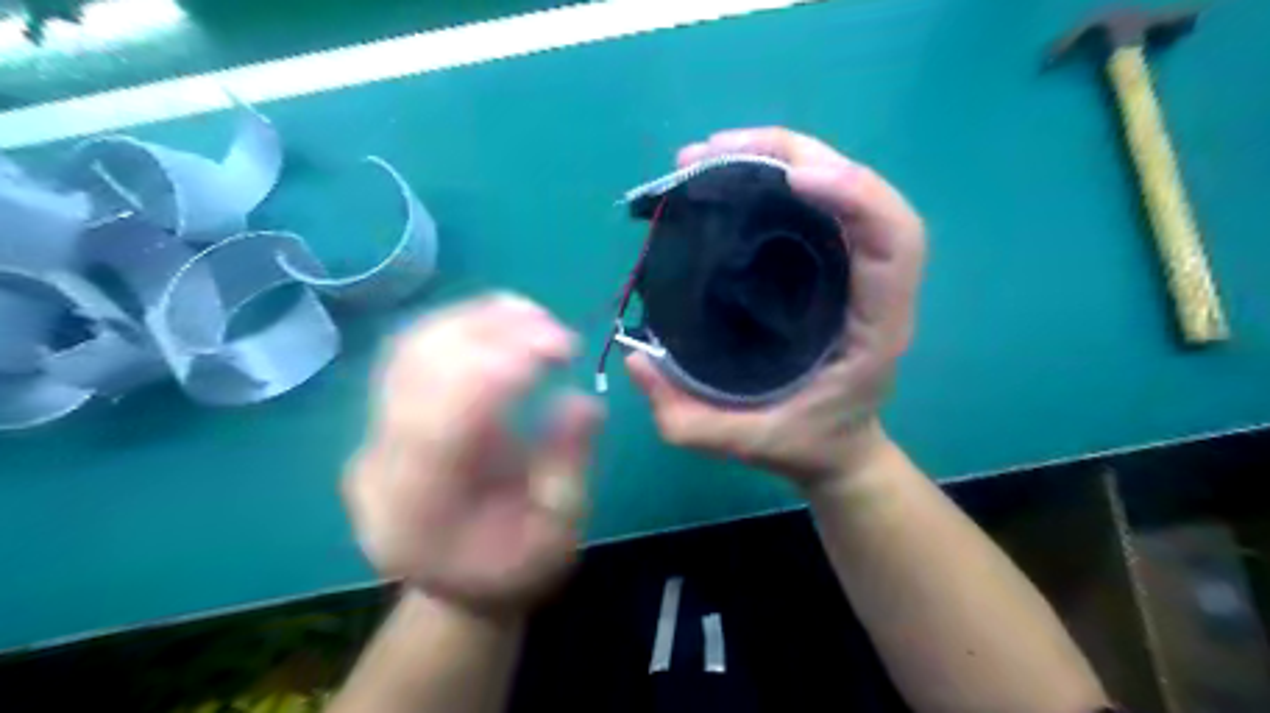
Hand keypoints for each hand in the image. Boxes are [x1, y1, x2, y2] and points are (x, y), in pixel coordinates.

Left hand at [347, 296, 599, 617]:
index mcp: (417, 510)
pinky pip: (415, 352)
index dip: (498, 369)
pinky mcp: (387, 415)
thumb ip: (567, 467)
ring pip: (410, 350)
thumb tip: (585, 400)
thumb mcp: (557, 536)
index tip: (560, 348)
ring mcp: (374, 435)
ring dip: (475, 320)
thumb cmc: (512, 570)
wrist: (458, 584)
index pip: (442, 420)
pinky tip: (504, 318)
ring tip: (535, 315)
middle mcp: (380, 464)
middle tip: (559, 333)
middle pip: (418, 373)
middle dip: (492, 335)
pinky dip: (462, 325)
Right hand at [625, 129, 924, 489]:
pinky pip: (817, 206)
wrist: (839, 450)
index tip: (792, 178)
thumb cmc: (804, 446)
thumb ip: (686, 420)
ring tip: (712, 155)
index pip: (894, 241)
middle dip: (796, 154)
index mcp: (877, 328)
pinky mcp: (833, 267)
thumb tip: (635, 360)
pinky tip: (732, 179)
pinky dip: (778, 178)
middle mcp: (877, 288)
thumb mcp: (746, 445)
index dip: (855, 195)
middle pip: (866, 193)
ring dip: (782, 156)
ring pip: (841, 188)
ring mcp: (856, 272)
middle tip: (713, 151)